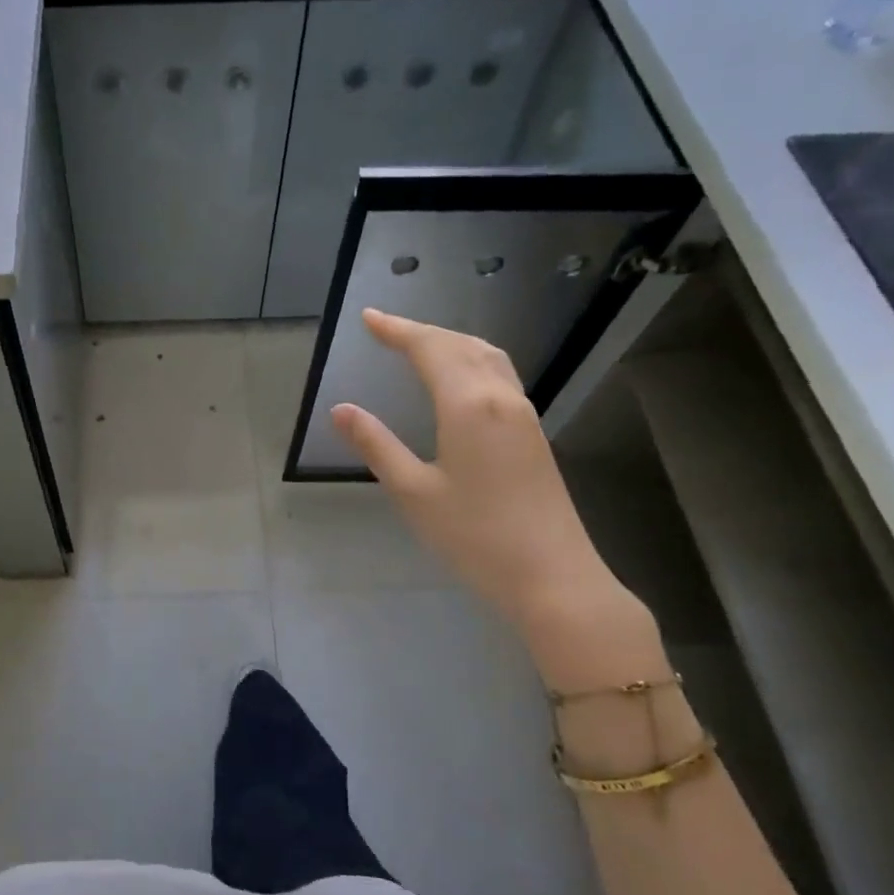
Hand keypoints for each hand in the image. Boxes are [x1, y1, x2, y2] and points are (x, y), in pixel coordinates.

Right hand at [330, 309, 615, 625]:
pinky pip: (500, 376)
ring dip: (451, 342)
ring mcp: (523, 415)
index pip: (430, 349)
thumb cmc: (475, 536)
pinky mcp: (533, 434)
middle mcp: (501, 398)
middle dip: (421, 331)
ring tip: (419, 344)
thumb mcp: (413, 492)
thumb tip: (341, 409)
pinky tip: (460, 379)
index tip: (368, 318)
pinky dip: (471, 360)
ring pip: (487, 356)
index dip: (397, 330)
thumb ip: (377, 445)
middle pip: (461, 345)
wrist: (552, 577)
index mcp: (469, 405)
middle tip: (385, 329)